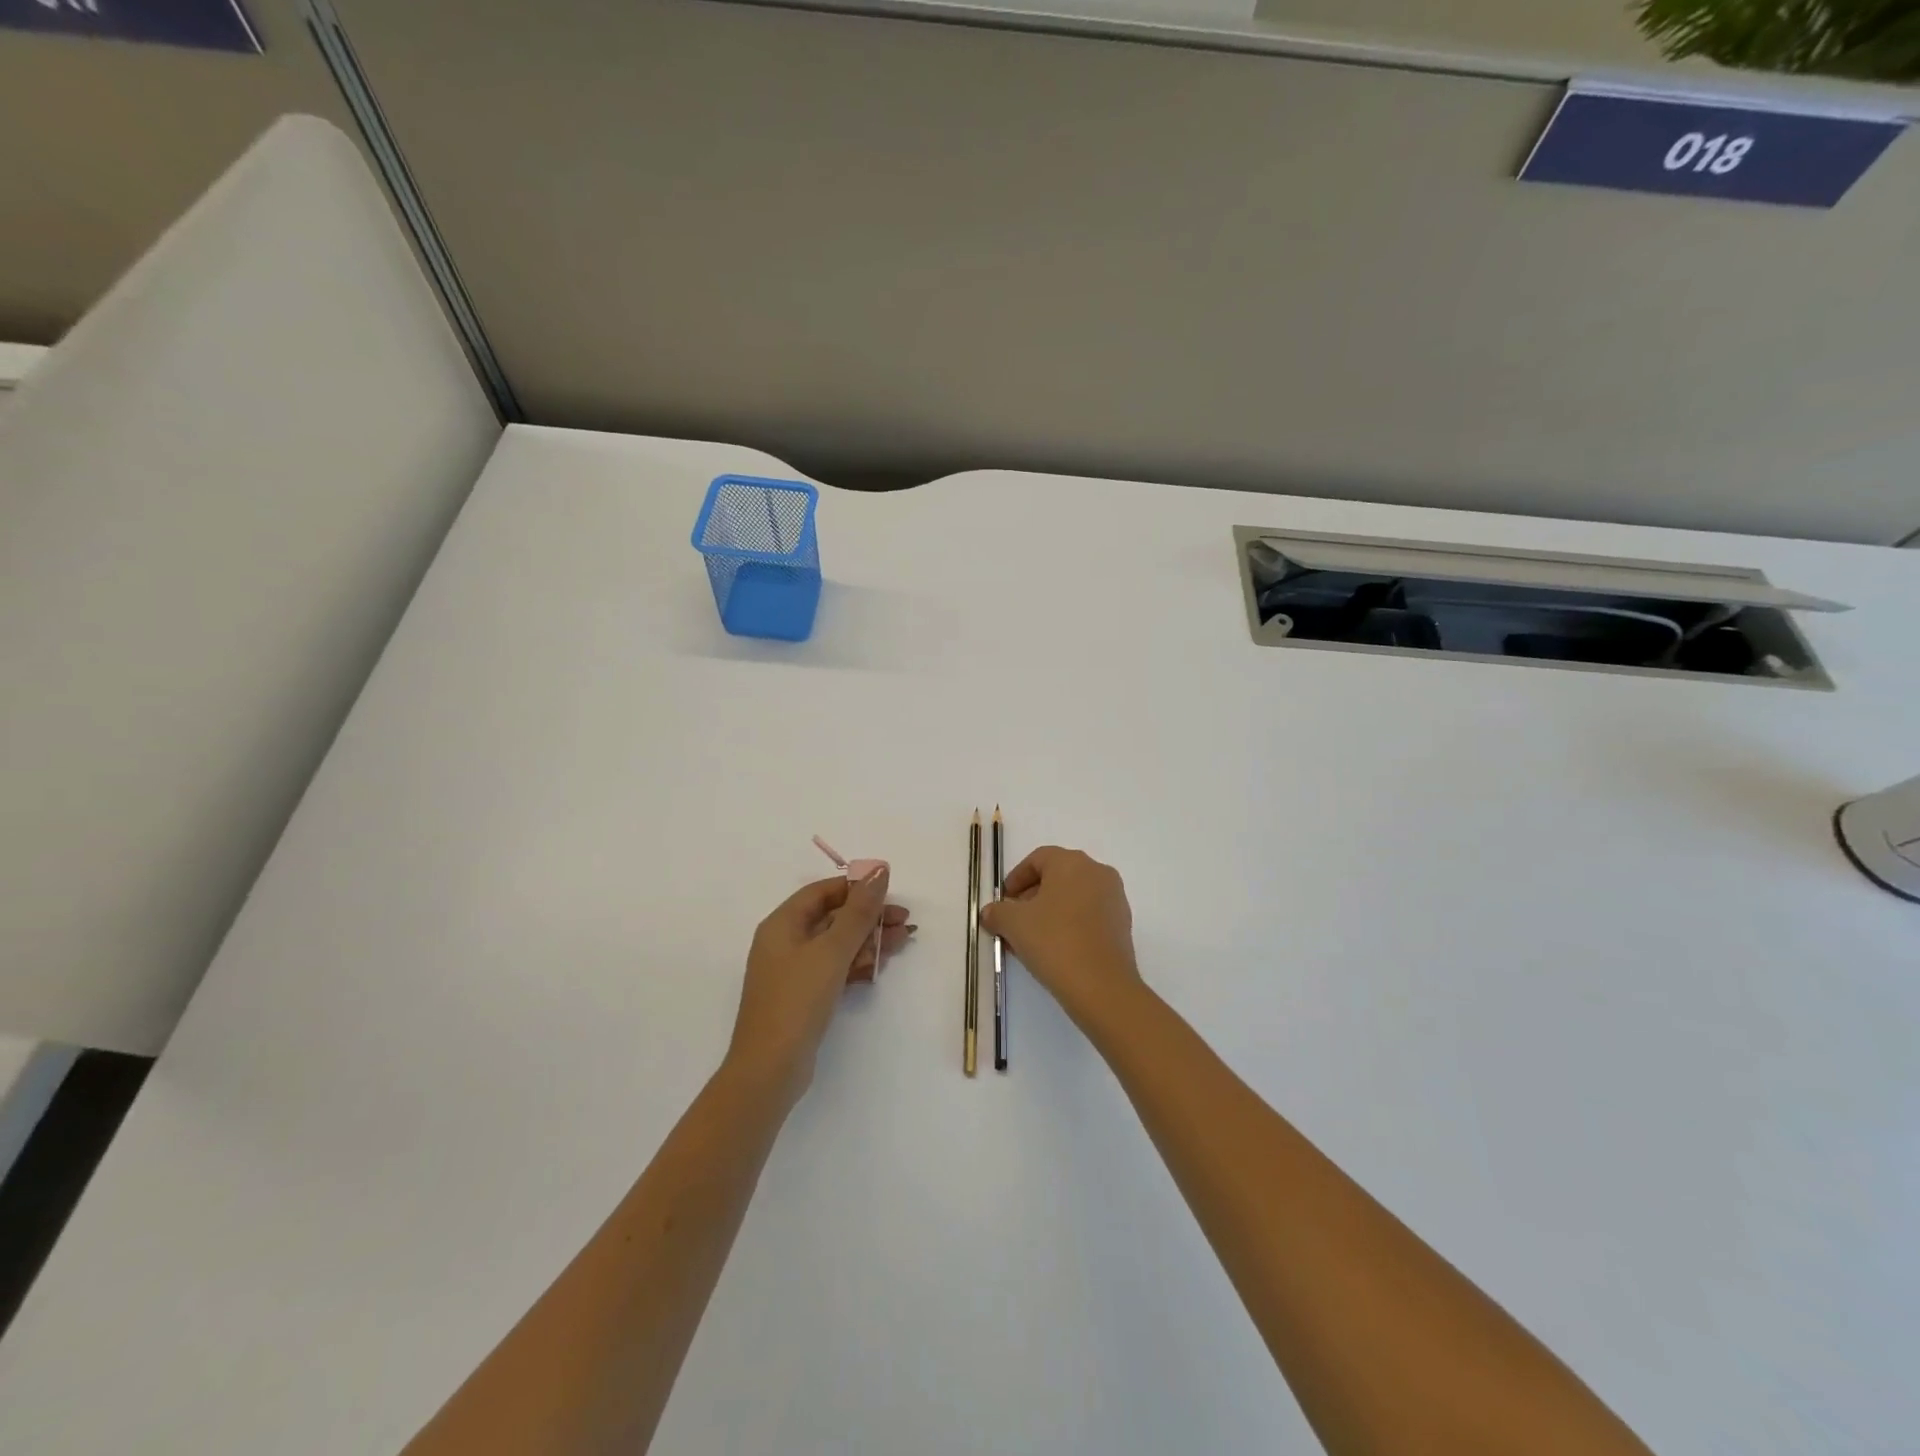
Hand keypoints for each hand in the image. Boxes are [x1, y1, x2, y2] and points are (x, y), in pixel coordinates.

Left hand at [726, 867, 912, 1098]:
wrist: (770, 1069)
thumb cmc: (797, 1000)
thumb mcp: (831, 951)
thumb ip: (858, 911)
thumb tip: (878, 871)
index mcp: (782, 924)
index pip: (823, 892)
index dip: (856, 888)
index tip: (890, 892)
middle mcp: (785, 942)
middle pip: (833, 917)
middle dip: (869, 917)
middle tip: (905, 921)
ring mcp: (794, 971)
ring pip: (837, 943)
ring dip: (869, 940)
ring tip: (904, 940)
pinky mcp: (805, 996)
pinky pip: (835, 967)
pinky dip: (858, 963)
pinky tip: (882, 964)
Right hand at [978, 847, 1143, 1029]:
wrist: (1101, 986)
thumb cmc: (1054, 941)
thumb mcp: (1014, 924)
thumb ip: (997, 912)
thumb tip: (990, 913)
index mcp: (1072, 863)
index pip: (1038, 859)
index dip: (1016, 878)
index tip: (1003, 900)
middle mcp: (1097, 872)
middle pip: (1057, 877)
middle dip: (1032, 896)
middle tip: (1014, 920)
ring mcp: (1114, 898)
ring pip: (1074, 897)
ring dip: (1050, 912)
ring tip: (1031, 939)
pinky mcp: (1122, 925)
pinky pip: (1089, 915)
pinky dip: (1070, 924)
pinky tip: (1055, 949)